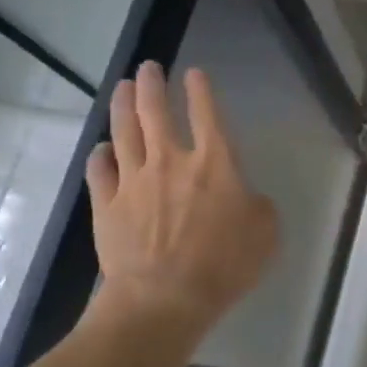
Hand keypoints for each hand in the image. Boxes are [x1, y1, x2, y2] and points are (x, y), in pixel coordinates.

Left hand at [82, 63, 277, 346]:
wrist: (164, 299)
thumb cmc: (224, 265)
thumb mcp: (266, 233)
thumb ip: (257, 205)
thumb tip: (244, 196)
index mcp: (215, 164)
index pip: (208, 115)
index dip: (201, 90)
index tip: (194, 73)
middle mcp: (171, 161)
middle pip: (155, 112)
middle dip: (152, 84)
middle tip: (148, 67)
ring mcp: (134, 181)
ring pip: (124, 131)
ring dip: (123, 105)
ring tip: (123, 87)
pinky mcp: (107, 204)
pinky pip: (100, 170)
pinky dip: (101, 154)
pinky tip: (104, 148)